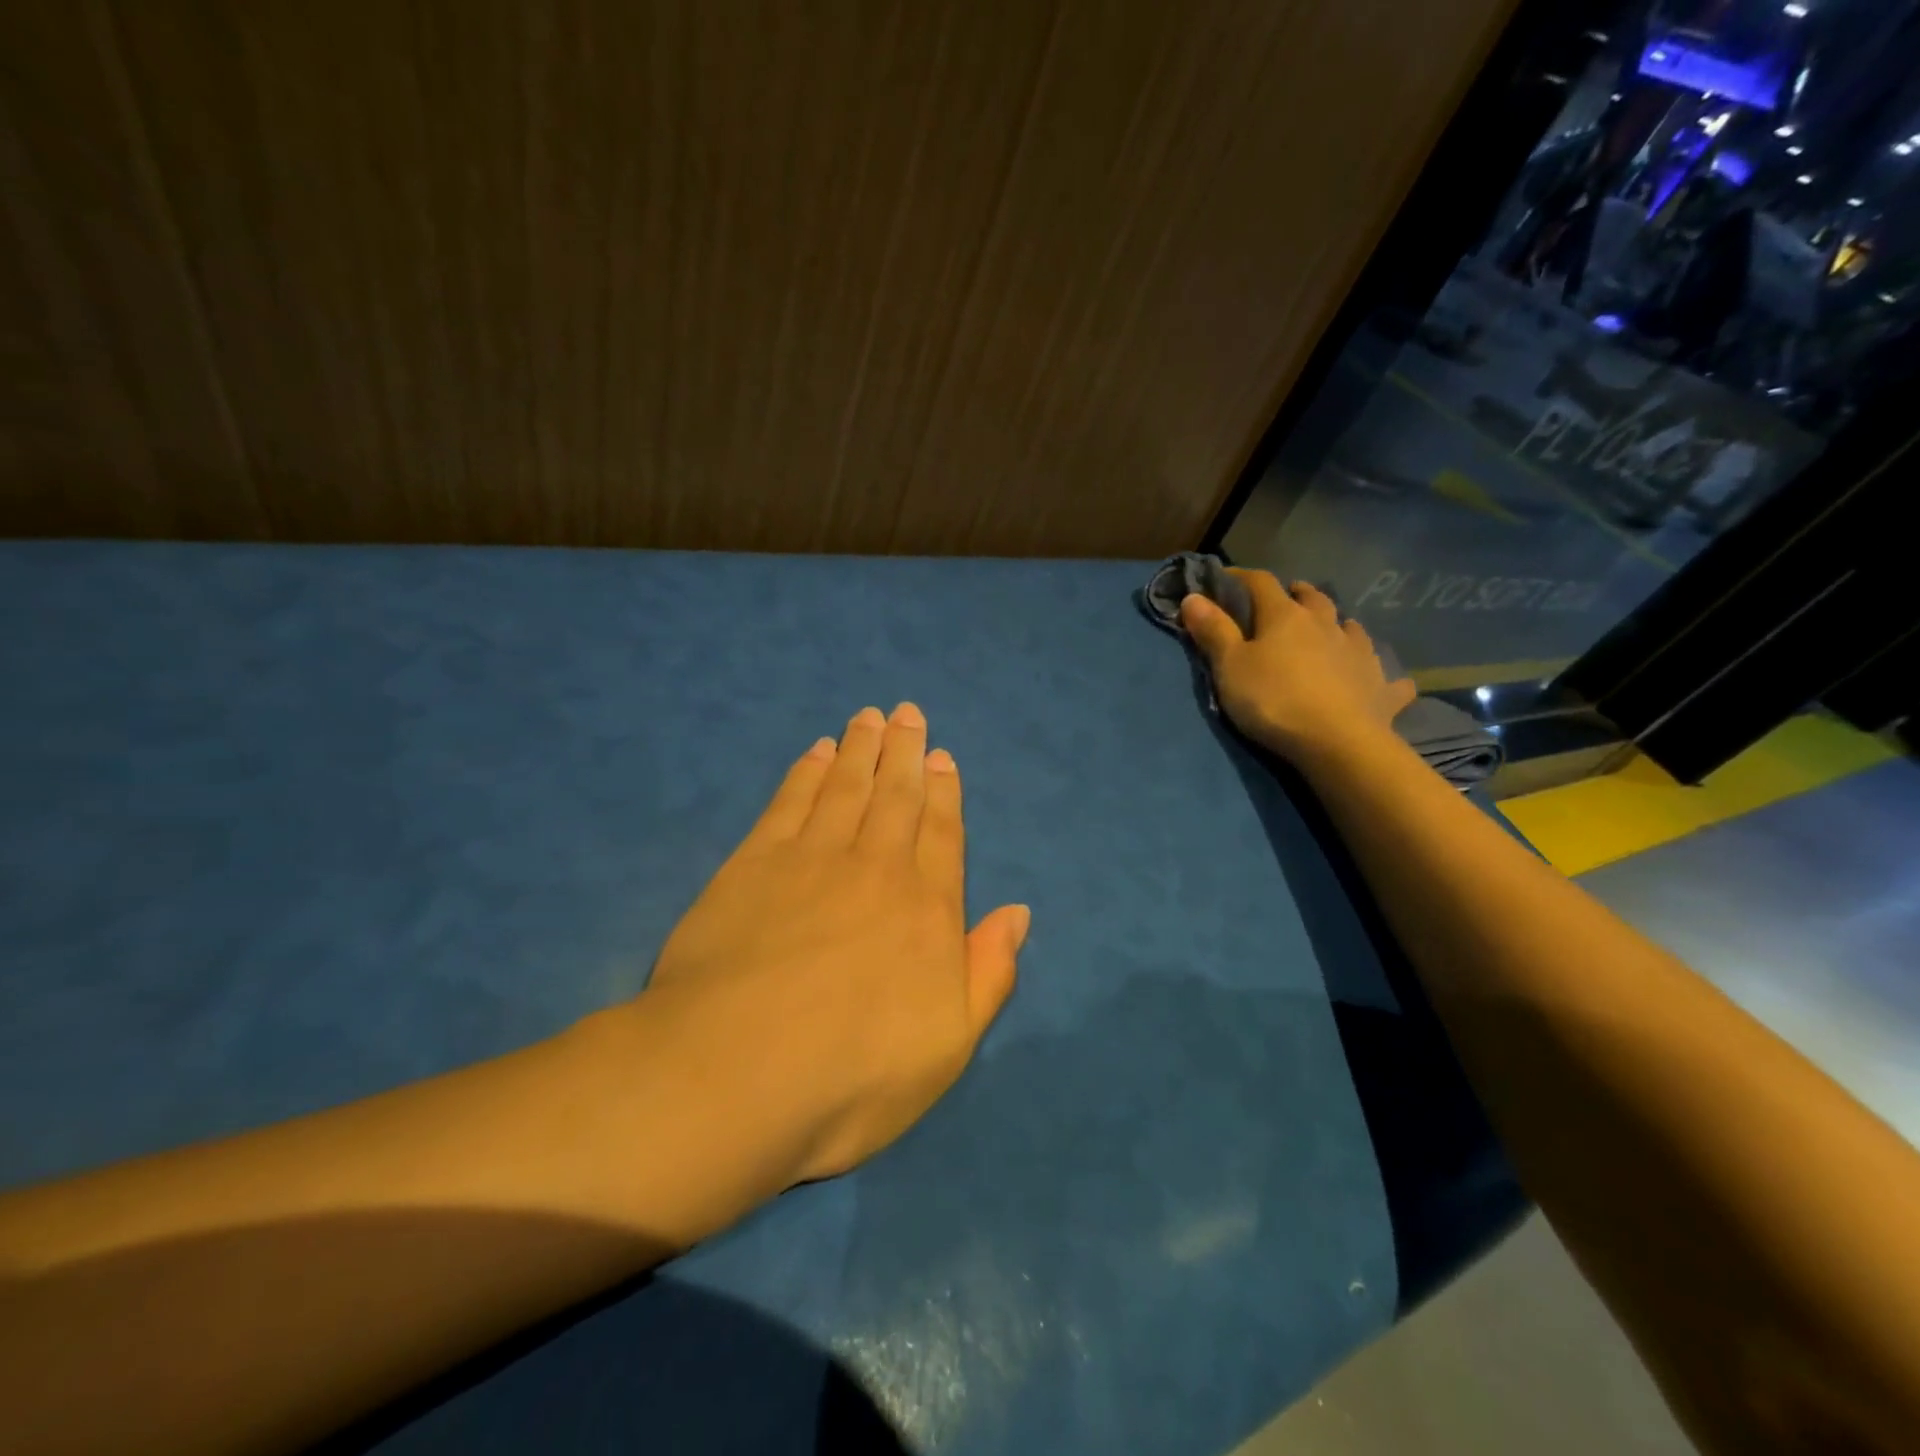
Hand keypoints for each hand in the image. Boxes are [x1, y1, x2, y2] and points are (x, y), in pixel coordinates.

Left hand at [644, 704, 1028, 1184]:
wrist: (735, 1076)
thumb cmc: (852, 1077)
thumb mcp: (949, 1047)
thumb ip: (989, 973)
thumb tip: (1019, 913)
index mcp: (926, 911)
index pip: (941, 835)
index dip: (945, 793)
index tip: (943, 757)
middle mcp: (876, 869)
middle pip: (895, 797)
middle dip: (904, 753)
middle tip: (907, 713)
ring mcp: (812, 859)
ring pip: (845, 788)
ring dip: (859, 750)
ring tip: (868, 718)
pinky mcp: (753, 863)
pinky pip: (789, 802)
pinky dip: (805, 773)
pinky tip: (815, 753)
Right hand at [1180, 570, 1414, 766]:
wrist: (1337, 742)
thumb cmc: (1273, 700)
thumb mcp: (1230, 666)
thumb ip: (1213, 631)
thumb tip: (1192, 597)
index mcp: (1285, 617)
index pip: (1261, 583)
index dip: (1241, 577)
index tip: (1223, 578)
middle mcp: (1326, 625)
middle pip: (1313, 598)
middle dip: (1298, 593)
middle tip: (1288, 597)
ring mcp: (1360, 653)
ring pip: (1352, 627)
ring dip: (1340, 624)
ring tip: (1332, 629)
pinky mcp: (1381, 686)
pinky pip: (1386, 674)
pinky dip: (1378, 672)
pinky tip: (1382, 679)